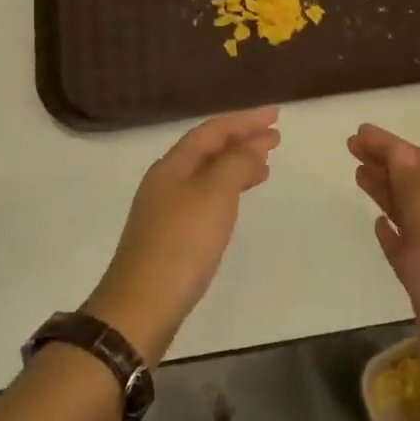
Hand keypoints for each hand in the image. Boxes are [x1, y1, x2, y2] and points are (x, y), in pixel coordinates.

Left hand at [86, 108, 280, 360]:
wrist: (143, 305)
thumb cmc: (182, 243)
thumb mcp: (215, 194)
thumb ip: (236, 163)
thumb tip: (252, 147)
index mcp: (173, 165)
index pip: (212, 130)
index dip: (245, 120)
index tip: (276, 116)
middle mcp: (166, 180)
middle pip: (209, 150)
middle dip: (242, 140)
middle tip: (276, 138)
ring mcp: (166, 209)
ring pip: (208, 174)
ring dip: (236, 165)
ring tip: (265, 166)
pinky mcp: (171, 235)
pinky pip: (205, 197)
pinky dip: (227, 190)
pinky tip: (238, 201)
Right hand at [348, 123, 419, 396]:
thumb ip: (418, 193)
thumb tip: (402, 150)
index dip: (391, 146)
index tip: (359, 132)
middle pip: (414, 184)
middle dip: (386, 162)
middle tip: (352, 147)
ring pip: (408, 213)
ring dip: (386, 190)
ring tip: (358, 175)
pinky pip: (406, 247)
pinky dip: (392, 230)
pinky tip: (379, 225)